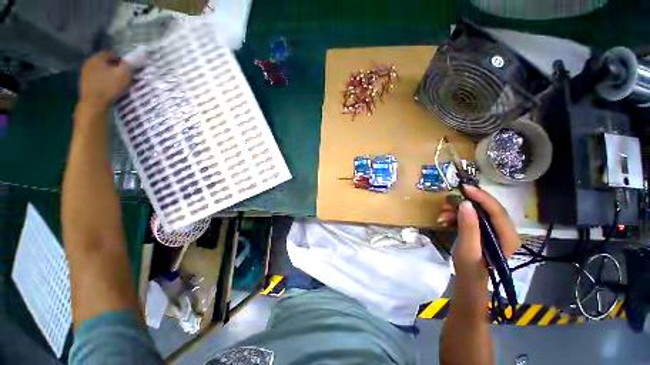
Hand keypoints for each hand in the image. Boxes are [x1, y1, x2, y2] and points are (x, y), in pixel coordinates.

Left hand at [79, 51, 130, 109]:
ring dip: (106, 73)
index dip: (119, 59)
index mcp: (98, 58)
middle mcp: (89, 62)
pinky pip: (95, 77)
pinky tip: (107, 87)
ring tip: (115, 82)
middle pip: (103, 61)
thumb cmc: (109, 86)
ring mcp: (85, 72)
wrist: (94, 102)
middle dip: (112, 66)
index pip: (110, 53)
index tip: (125, 67)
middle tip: (121, 74)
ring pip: (99, 69)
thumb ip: (127, 65)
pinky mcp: (84, 82)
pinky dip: (102, 80)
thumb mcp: (123, 74)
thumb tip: (130, 60)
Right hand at [438, 185, 521, 281]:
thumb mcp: (468, 249)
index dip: (481, 197)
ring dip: (459, 210)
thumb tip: (465, 203)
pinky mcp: (485, 231)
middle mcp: (505, 231)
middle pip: (487, 209)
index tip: (464, 188)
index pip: (497, 211)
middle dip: (466, 204)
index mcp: (508, 237)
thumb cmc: (469, 268)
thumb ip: (468, 227)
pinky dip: (458, 216)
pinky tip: (446, 219)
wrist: (468, 279)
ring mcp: (495, 231)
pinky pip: (472, 217)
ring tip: (442, 214)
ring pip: (478, 212)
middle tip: (447, 202)